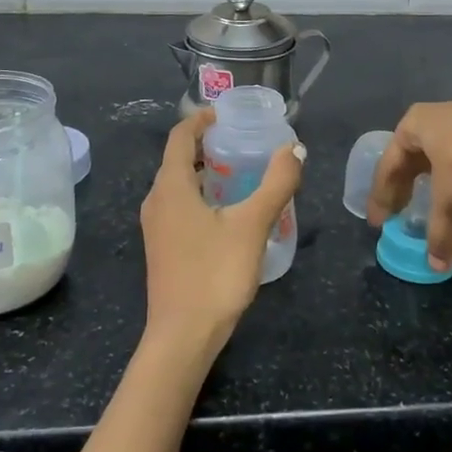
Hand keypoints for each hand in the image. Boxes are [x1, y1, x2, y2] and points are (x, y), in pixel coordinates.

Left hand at [139, 109, 304, 356]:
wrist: (182, 338)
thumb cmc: (214, 274)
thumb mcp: (252, 225)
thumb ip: (276, 184)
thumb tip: (295, 148)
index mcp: (170, 186)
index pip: (180, 136)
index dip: (202, 119)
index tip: (228, 113)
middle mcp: (156, 200)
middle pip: (178, 158)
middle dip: (207, 144)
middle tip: (243, 140)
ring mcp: (156, 226)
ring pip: (178, 184)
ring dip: (205, 171)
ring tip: (240, 171)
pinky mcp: (162, 247)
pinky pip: (179, 205)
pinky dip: (201, 194)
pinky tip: (228, 210)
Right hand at [369, 100, 451, 272]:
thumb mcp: (448, 199)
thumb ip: (439, 231)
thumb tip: (436, 266)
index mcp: (415, 125)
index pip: (390, 164)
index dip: (382, 195)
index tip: (378, 222)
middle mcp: (438, 120)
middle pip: (417, 162)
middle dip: (411, 193)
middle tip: (401, 218)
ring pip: (449, 169)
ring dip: (445, 201)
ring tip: (444, 232)